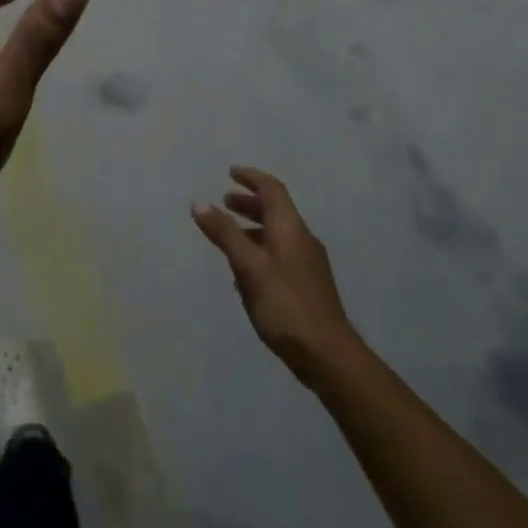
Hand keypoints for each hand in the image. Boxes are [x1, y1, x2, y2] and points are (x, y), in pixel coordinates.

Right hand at [194, 166, 356, 385]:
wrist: (328, 355)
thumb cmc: (285, 304)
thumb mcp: (248, 266)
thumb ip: (225, 233)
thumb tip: (200, 203)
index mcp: (290, 228)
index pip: (272, 189)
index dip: (251, 177)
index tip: (230, 172)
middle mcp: (302, 239)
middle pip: (276, 210)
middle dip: (249, 202)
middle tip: (225, 201)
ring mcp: (308, 263)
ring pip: (277, 234)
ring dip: (253, 228)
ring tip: (228, 236)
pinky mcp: (307, 285)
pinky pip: (280, 254)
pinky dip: (260, 250)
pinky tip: (244, 272)